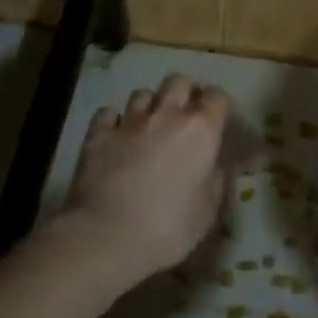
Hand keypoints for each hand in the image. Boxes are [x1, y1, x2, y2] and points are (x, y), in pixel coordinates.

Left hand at [62, 73, 231, 285]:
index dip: (220, 105)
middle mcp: (166, 115)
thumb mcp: (208, 209)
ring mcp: (129, 122)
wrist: (108, 235)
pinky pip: (108, 113)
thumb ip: (216, 179)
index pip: (217, 97)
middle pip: (178, 82)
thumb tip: (216, 165)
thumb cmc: (169, 227)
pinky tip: (116, 135)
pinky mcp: (98, 135)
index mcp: (201, 130)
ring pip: (143, 93)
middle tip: (185, 115)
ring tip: (150, 124)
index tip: (219, 120)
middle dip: (185, 92)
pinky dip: (114, 121)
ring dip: (150, 105)